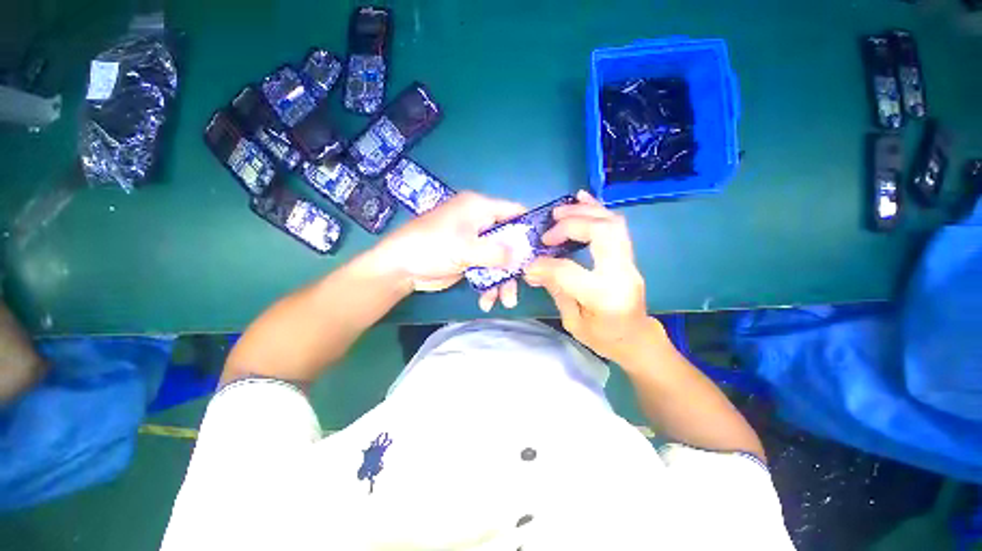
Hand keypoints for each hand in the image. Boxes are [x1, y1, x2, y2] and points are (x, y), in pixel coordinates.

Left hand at [372, 191, 526, 310]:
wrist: (400, 267)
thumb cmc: (432, 247)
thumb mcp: (466, 248)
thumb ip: (497, 252)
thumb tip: (521, 257)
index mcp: (479, 208)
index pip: (514, 211)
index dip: (528, 227)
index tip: (540, 248)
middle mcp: (479, 222)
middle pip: (508, 241)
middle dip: (515, 264)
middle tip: (523, 283)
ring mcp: (473, 243)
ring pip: (498, 259)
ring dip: (502, 280)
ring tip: (505, 301)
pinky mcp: (468, 260)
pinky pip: (486, 270)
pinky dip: (489, 285)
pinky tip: (486, 301)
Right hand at [524, 190, 653, 361]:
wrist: (636, 339)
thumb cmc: (604, 338)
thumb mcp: (573, 322)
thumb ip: (556, 290)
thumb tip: (533, 267)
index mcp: (605, 297)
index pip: (570, 271)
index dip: (545, 264)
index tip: (529, 263)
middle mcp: (621, 274)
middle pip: (602, 233)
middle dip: (572, 225)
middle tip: (548, 231)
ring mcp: (630, 262)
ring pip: (613, 223)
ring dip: (584, 211)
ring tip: (559, 212)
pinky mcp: (628, 256)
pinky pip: (617, 225)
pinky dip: (598, 208)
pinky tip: (582, 198)